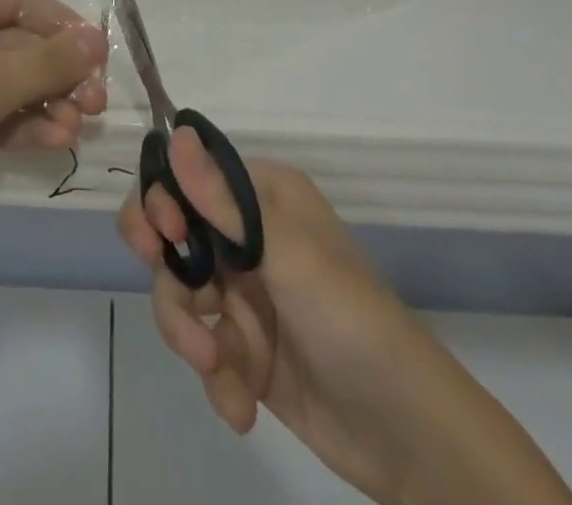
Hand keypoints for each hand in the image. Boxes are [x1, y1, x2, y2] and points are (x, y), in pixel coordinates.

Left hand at [0, 0, 108, 267]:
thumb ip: (46, 62)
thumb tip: (98, 37)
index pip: (18, 0)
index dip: (61, 24)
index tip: (99, 57)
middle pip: (15, 42)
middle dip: (57, 71)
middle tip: (96, 103)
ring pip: (5, 82)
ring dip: (44, 101)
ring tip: (77, 128)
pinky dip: (19, 124)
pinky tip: (52, 141)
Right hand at [120, 134, 571, 504]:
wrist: (409, 438)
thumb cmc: (351, 322)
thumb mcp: (288, 256)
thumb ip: (224, 201)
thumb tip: (174, 132)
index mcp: (262, 197)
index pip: (189, 175)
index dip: (163, 201)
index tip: (162, 237)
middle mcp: (248, 236)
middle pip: (174, 235)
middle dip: (169, 274)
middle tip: (183, 306)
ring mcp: (244, 292)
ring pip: (180, 294)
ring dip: (190, 334)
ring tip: (219, 370)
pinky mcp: (244, 347)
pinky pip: (202, 345)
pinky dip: (216, 377)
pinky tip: (241, 406)